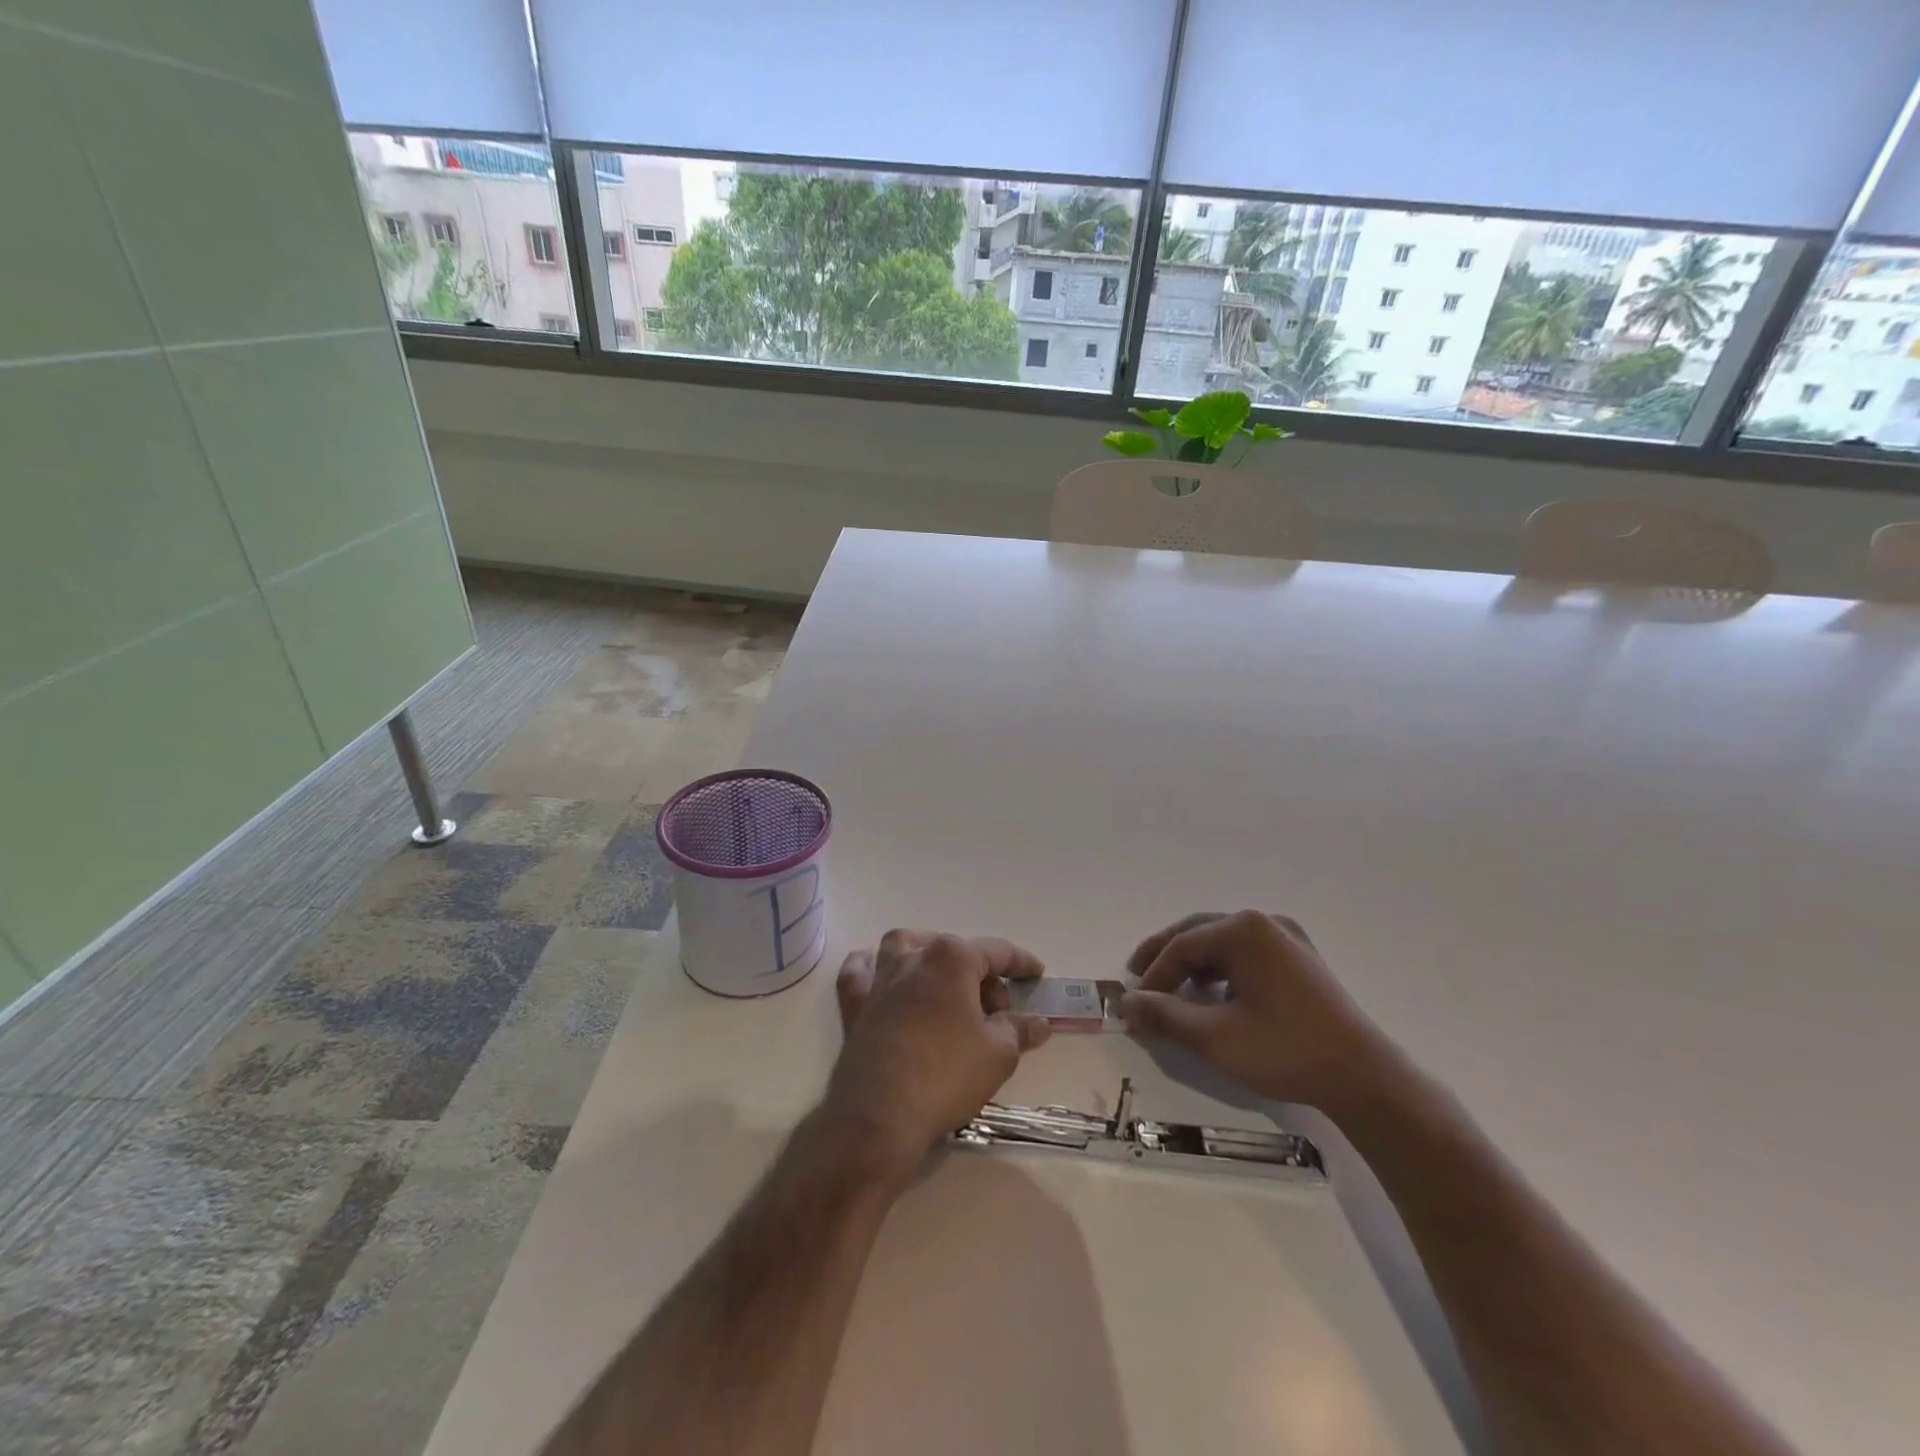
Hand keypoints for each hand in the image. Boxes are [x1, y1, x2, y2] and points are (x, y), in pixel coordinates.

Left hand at [825, 930, 1052, 1179]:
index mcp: (952, 959)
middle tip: (997, 1013)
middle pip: (955, 952)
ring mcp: (880, 979)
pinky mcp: (855, 1004)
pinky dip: (873, 969)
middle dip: (981, 976)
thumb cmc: (946, 1075)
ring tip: (946, 985)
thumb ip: (1019, 1030)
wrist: (879, 1114)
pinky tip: (884, 980)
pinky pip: (860, 973)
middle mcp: (913, 957)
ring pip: (905, 948)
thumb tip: (1038, 1021)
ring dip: (928, 957)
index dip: (1021, 963)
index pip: (996, 951)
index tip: (1036, 974)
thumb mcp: (998, 1055)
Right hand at [1119, 911, 1394, 1111]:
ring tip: (1171, 987)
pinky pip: (1247, 952)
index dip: (1152, 975)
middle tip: (1137, 975)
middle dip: (1166, 955)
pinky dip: (1221, 968)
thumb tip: (1125, 1004)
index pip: (1181, 946)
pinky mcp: (1301, 959)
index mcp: (1243, 930)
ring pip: (1223, 941)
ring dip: (1193, 962)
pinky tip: (1213, 992)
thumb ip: (1165, 1015)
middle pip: (1199, 932)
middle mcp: (1264, 922)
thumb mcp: (1215, 1037)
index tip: (1133, 1004)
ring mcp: (1287, 938)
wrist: (1364, 1078)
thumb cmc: (1285, 1050)